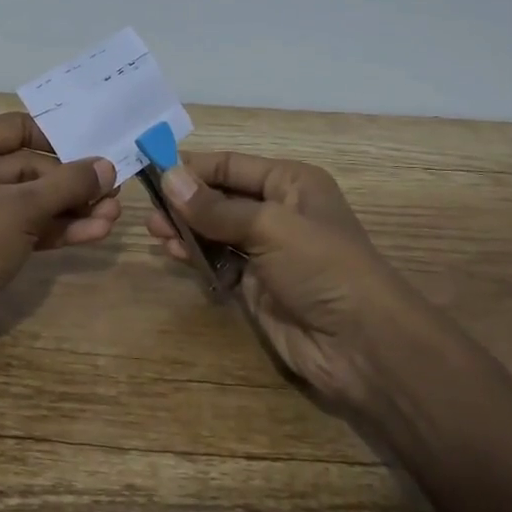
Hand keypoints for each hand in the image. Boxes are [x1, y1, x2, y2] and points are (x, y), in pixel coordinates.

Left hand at [0, 111, 116, 355]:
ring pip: (30, 200)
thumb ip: (68, 184)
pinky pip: (24, 225)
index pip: (18, 128)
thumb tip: (108, 166)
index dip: (60, 139)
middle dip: (73, 184)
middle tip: (115, 193)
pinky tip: (94, 233)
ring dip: (71, 209)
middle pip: (29, 167)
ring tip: (114, 217)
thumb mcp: (22, 208)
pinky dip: (55, 229)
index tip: (98, 151)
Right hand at [146, 150, 424, 410]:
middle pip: (221, 197)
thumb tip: (168, 177)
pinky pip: (219, 261)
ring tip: (155, 232)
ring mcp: (267, 250)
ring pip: (216, 230)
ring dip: (187, 229)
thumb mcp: (269, 226)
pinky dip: (197, 256)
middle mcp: (278, 211)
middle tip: (149, 209)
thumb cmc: (321, 266)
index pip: (232, 166)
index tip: (153, 171)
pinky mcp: (257, 285)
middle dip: (186, 201)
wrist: (362, 344)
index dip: (194, 168)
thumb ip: (215, 207)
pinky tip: (174, 254)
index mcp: (291, 183)